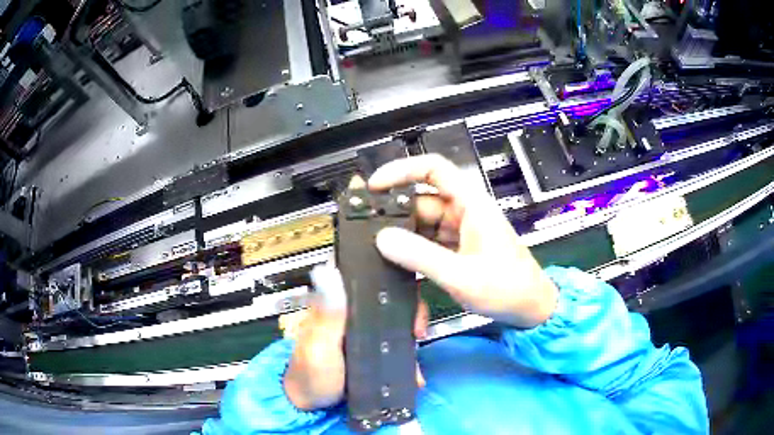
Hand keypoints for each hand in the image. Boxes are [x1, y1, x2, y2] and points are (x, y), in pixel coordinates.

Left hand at [284, 265, 427, 410]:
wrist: (314, 407)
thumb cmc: (311, 376)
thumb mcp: (318, 346)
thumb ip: (327, 315)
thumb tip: (328, 271)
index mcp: (334, 305)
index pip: (360, 275)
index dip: (385, 273)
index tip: (407, 288)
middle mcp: (350, 314)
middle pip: (386, 296)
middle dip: (408, 309)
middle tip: (417, 328)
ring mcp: (363, 332)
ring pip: (395, 319)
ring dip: (410, 330)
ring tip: (418, 349)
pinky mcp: (371, 349)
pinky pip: (395, 342)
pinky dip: (407, 351)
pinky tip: (413, 368)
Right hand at [369, 154, 557, 328]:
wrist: (531, 309)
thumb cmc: (507, 288)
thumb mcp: (461, 274)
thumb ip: (420, 256)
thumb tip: (383, 239)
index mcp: (470, 205)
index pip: (433, 169)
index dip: (401, 170)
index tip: (374, 186)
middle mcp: (463, 212)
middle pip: (420, 203)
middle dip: (395, 219)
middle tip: (368, 236)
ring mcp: (459, 232)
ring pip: (421, 228)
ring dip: (404, 245)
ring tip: (382, 261)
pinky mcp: (457, 250)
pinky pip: (428, 246)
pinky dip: (415, 260)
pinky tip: (402, 275)